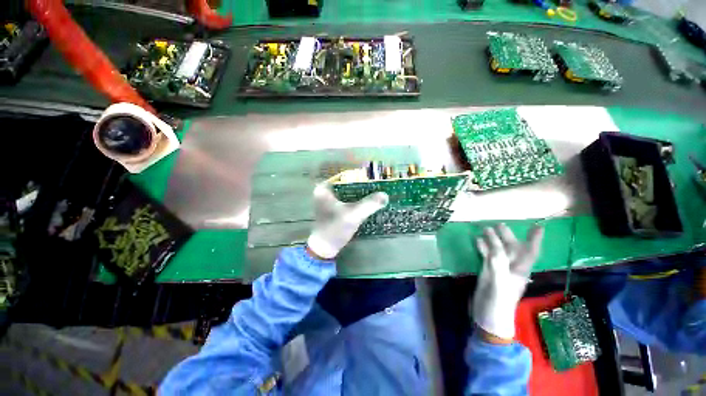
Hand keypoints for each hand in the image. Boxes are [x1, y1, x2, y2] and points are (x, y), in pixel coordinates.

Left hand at [306, 183, 388, 259]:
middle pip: (348, 183)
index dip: (361, 175)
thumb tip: (385, 195)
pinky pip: (348, 198)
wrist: (325, 248)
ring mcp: (329, 199)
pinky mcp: (334, 207)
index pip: (345, 175)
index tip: (375, 176)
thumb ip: (369, 204)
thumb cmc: (335, 229)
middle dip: (363, 184)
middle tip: (378, 183)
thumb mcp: (353, 215)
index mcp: (324, 188)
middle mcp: (325, 190)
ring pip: (349, 191)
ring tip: (376, 190)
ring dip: (361, 192)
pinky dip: (358, 199)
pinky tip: (369, 200)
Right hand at [471, 224, 543, 340]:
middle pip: (512, 249)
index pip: (530, 252)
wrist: (488, 318)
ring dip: (493, 240)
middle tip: (500, 224)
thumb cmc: (498, 304)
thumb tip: (494, 246)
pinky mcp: (488, 273)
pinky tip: (477, 241)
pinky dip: (483, 248)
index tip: (538, 226)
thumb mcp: (499, 284)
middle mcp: (511, 268)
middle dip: (508, 236)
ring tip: (486, 229)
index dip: (534, 240)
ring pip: (498, 251)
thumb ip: (498, 264)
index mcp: (519, 271)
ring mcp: (499, 270)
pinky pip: (486, 256)